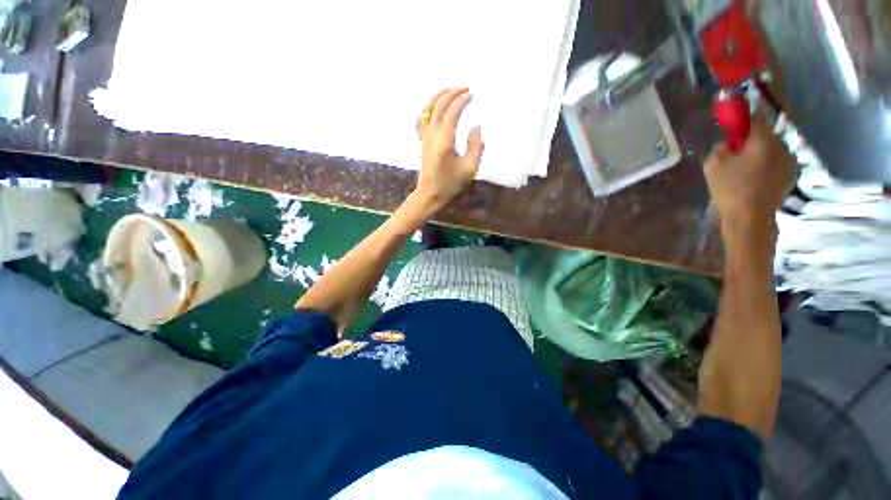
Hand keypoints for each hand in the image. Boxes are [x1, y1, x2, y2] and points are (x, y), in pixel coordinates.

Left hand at [414, 88, 484, 210]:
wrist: (430, 193)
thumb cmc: (450, 183)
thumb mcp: (469, 168)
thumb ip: (476, 147)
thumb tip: (476, 127)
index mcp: (445, 140)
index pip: (452, 112)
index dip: (462, 100)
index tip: (472, 95)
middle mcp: (432, 134)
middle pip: (439, 105)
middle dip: (452, 93)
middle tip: (465, 89)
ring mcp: (425, 137)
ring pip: (428, 109)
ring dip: (438, 96)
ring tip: (450, 90)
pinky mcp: (422, 141)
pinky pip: (422, 118)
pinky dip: (428, 108)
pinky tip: (434, 107)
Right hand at [704, 119, 795, 246]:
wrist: (750, 219)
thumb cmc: (730, 189)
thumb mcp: (713, 165)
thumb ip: (720, 148)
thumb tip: (728, 144)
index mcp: (763, 140)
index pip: (754, 120)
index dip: (742, 122)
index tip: (730, 129)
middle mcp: (781, 146)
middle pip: (765, 135)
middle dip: (750, 140)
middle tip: (734, 154)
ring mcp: (789, 162)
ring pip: (771, 149)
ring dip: (759, 154)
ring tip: (744, 170)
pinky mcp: (790, 175)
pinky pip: (776, 163)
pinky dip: (766, 166)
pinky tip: (754, 179)